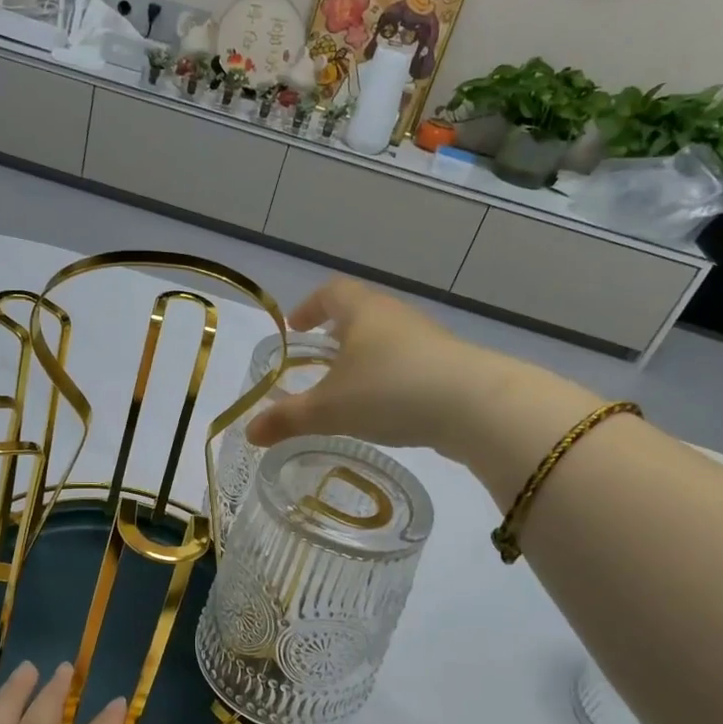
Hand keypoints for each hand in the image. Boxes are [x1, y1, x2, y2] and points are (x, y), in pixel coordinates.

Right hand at [246, 278, 604, 485]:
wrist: (474, 406)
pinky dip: (390, 377)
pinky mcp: (450, 366)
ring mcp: (427, 340)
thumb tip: (248, 432)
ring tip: (349, 387)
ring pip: (387, 340)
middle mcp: (395, 316)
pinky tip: (386, 406)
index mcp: (362, 312)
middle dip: (336, 333)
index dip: (309, 306)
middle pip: (360, 313)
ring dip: (365, 357)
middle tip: (318, 357)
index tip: (296, 327)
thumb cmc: (389, 391)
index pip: (330, 292)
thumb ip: (287, 419)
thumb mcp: (329, 409)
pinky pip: (409, 363)